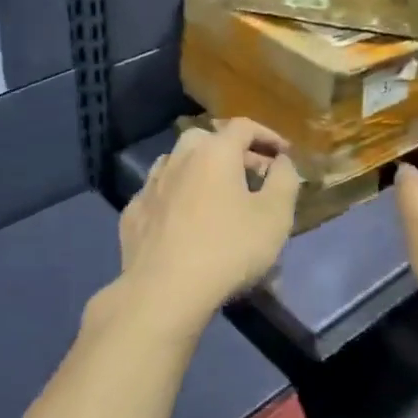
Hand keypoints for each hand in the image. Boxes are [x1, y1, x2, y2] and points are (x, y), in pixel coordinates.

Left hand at [111, 118, 300, 335]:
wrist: (164, 291)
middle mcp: (179, 158)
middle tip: (252, 175)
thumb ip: (284, 180)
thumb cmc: (228, 249)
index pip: (243, 126)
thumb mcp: (275, 216)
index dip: (268, 136)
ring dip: (200, 171)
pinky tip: (183, 219)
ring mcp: (150, 185)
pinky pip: (160, 194)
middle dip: (232, 151)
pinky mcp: (133, 214)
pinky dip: (176, 197)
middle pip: (207, 139)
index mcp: (214, 152)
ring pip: (178, 163)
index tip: (284, 154)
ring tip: (217, 195)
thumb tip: (281, 161)